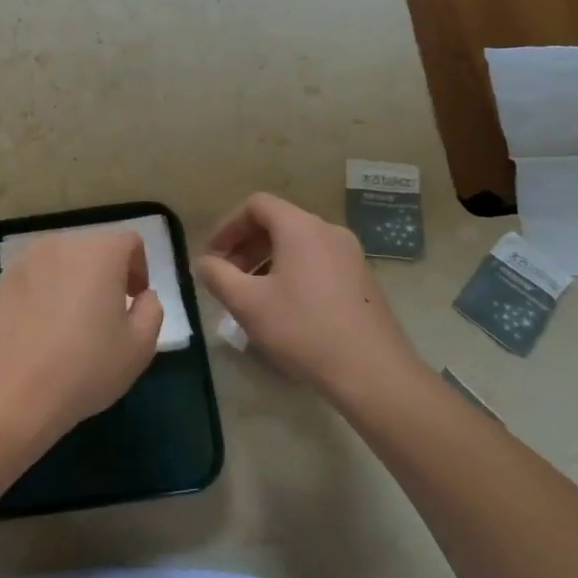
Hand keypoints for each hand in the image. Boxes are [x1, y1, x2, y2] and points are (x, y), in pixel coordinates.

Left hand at [0, 231, 163, 441]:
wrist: (12, 391)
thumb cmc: (85, 367)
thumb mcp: (140, 346)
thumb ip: (151, 310)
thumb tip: (142, 296)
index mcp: (99, 252)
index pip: (128, 242)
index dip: (138, 267)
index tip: (134, 299)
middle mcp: (60, 245)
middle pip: (91, 248)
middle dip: (104, 273)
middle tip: (105, 312)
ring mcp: (23, 262)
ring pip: (58, 263)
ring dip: (70, 282)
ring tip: (69, 322)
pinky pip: (31, 280)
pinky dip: (41, 295)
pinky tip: (38, 332)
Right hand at [194, 192, 422, 403]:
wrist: (373, 372)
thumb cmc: (303, 329)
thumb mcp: (247, 303)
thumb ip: (217, 275)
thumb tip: (203, 262)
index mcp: (301, 228)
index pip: (257, 205)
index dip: (229, 225)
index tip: (213, 253)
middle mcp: (329, 232)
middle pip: (278, 222)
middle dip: (246, 246)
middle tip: (228, 276)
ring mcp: (350, 255)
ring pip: (298, 244)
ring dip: (267, 261)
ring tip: (252, 295)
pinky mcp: (362, 280)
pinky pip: (317, 262)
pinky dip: (292, 272)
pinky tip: (284, 308)